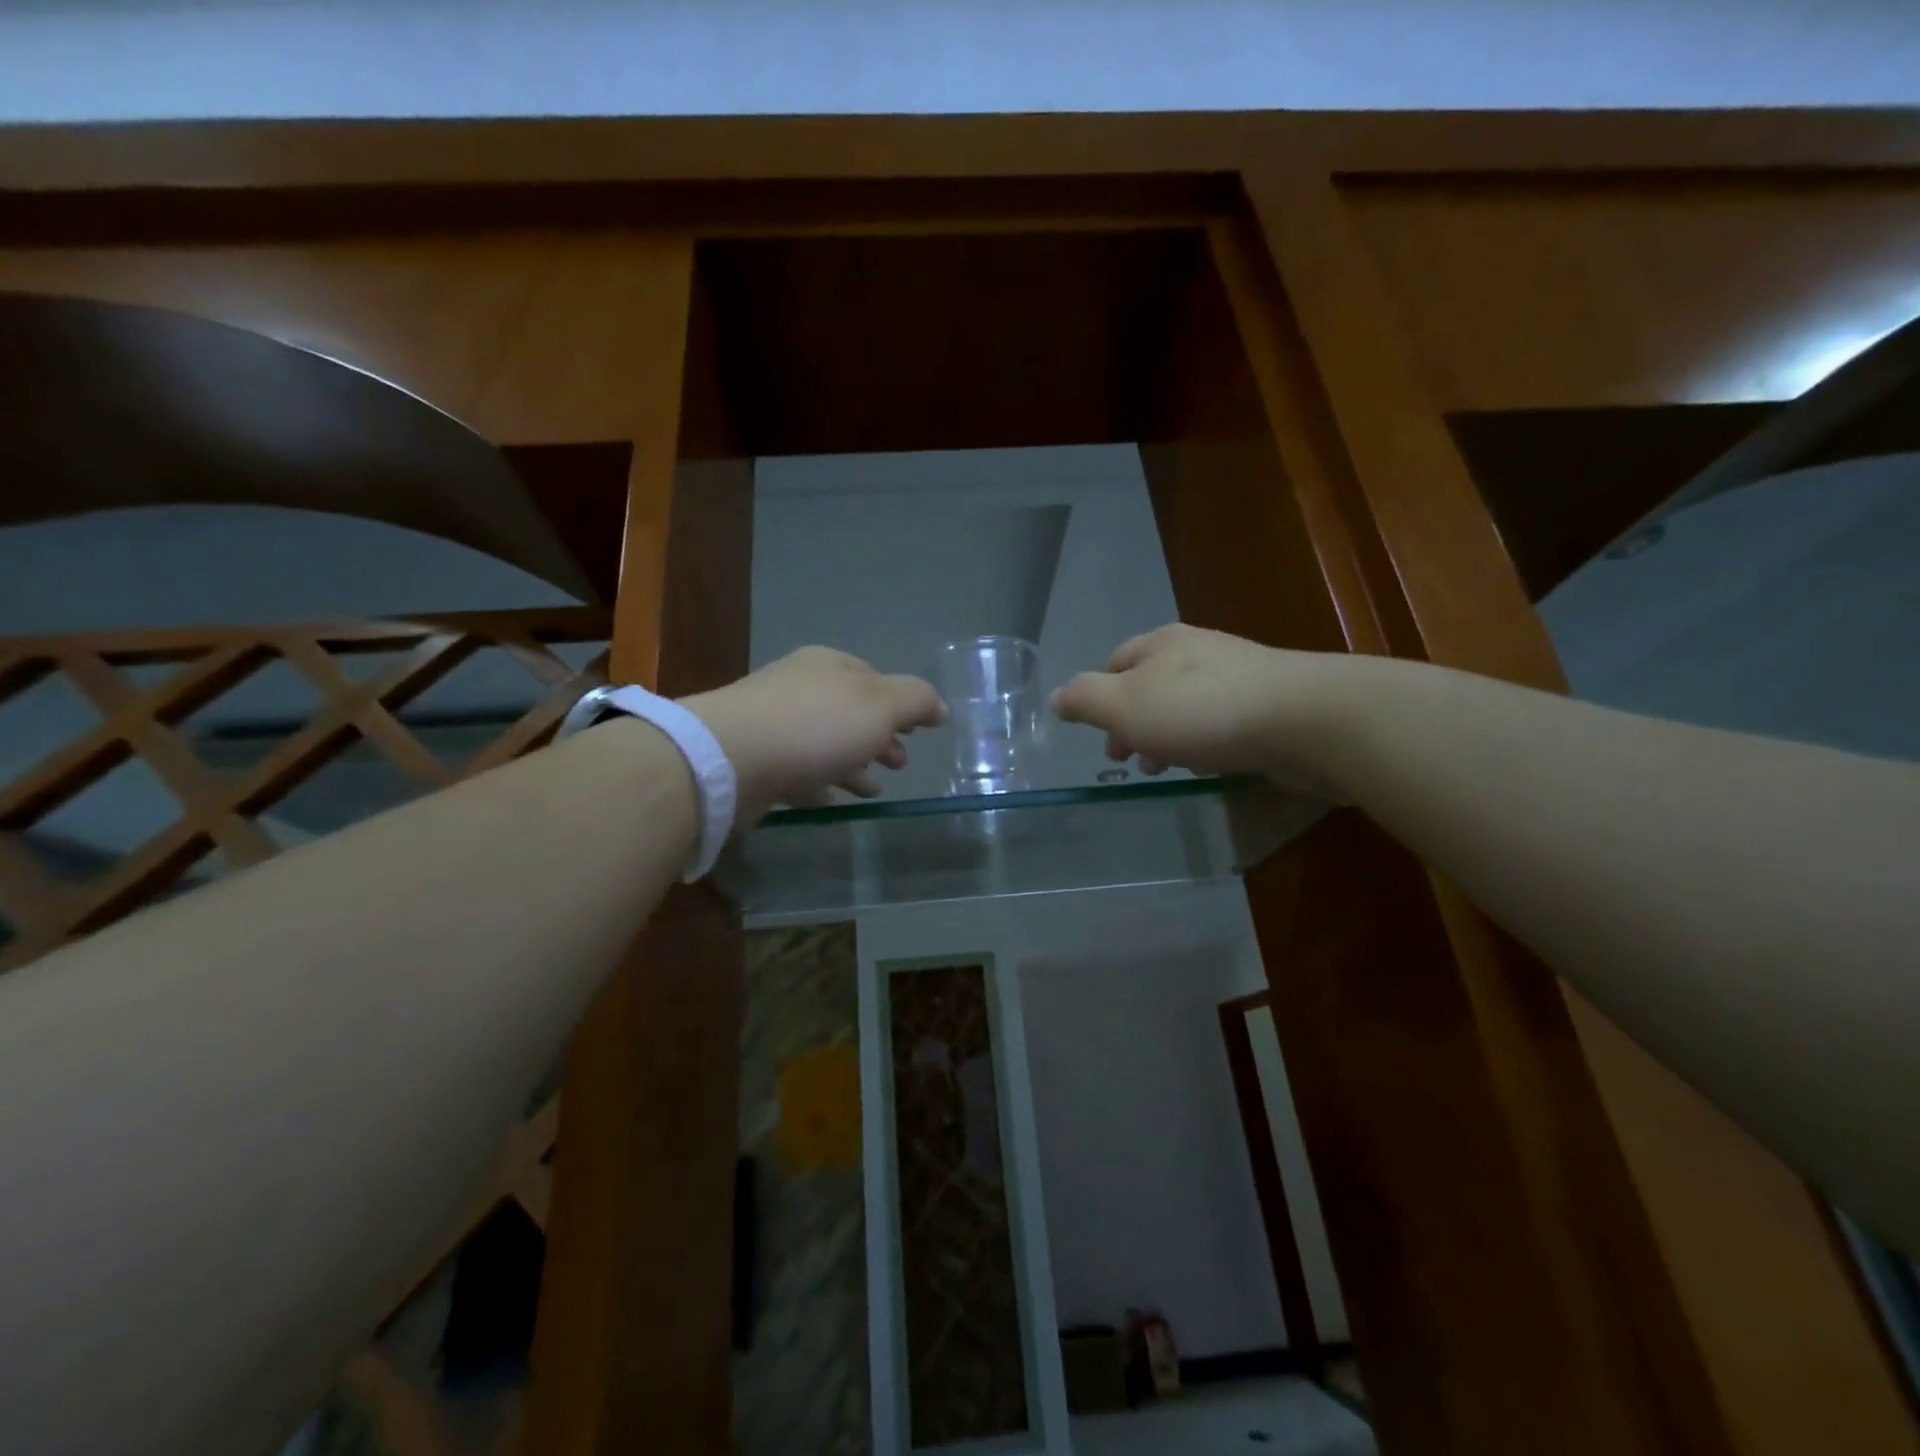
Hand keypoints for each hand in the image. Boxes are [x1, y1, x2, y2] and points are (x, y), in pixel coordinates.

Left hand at [683, 647, 947, 822]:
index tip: (919, 733)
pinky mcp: (755, 761)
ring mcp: (772, 725)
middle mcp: (799, 688)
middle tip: (901, 765)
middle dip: (879, 738)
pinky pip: (800, 772)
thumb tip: (939, 707)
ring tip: (874, 790)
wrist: (730, 758)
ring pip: (826, 745)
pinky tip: (835, 801)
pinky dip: (823, 784)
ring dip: (854, 764)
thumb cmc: (816, 725)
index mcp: (829, 666)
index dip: (900, 705)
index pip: (874, 679)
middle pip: (850, 713)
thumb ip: (916, 700)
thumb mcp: (882, 705)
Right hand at [1051, 623, 1345, 795]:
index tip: (1100, 736)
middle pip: (1150, 686)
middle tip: (1129, 761)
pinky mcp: (1269, 703)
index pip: (1115, 662)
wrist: (1305, 718)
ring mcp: (1238, 674)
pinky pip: (1221, 721)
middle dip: (1133, 723)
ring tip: (1165, 769)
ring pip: (1185, 705)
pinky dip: (1204, 741)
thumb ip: (1085, 700)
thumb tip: (1056, 697)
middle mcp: (1198, 650)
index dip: (1099, 698)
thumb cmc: (1201, 711)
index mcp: (1160, 644)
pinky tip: (1210, 764)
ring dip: (1167, 736)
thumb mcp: (1124, 706)